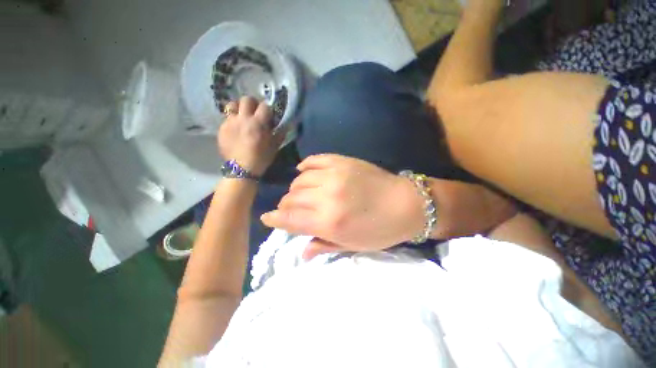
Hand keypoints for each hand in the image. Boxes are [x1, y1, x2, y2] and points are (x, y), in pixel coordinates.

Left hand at [218, 96, 284, 175]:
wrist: (241, 169)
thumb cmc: (261, 158)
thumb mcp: (274, 147)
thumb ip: (280, 134)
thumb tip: (287, 125)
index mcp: (258, 123)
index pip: (265, 106)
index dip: (268, 109)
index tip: (269, 115)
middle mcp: (243, 119)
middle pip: (246, 99)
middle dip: (253, 103)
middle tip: (255, 112)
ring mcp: (230, 122)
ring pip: (232, 105)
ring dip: (239, 108)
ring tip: (242, 116)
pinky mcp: (222, 128)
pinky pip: (227, 118)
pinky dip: (233, 120)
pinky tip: (236, 129)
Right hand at [261, 154, 425, 258]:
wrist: (406, 203)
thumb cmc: (380, 230)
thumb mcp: (352, 245)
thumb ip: (323, 245)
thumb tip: (301, 252)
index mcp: (329, 222)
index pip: (290, 218)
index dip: (275, 218)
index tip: (267, 218)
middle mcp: (327, 197)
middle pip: (292, 198)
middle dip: (286, 205)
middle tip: (291, 209)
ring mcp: (334, 175)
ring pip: (299, 180)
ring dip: (295, 189)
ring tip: (301, 194)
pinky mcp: (342, 161)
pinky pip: (314, 160)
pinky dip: (305, 167)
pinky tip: (305, 172)